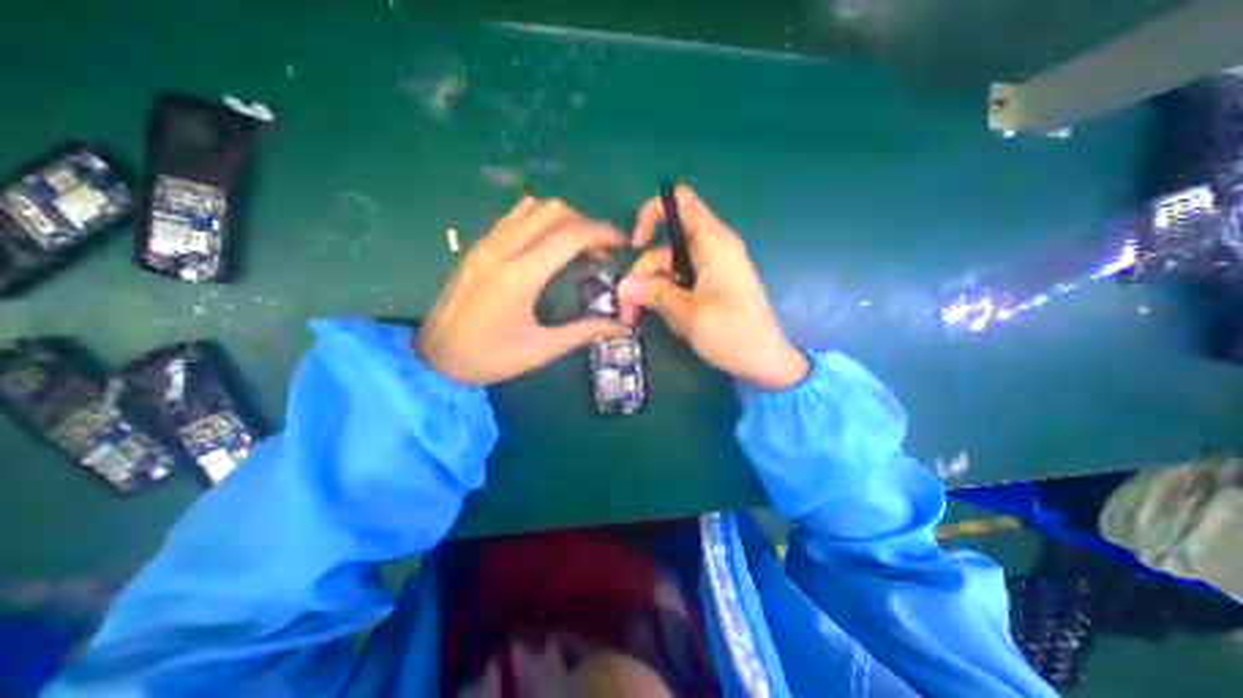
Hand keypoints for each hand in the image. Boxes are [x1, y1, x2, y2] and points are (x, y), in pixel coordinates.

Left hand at [419, 193, 632, 385]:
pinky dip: (539, 220)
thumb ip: (584, 332)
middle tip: (601, 249)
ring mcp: (486, 243)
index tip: (622, 243)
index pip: (570, 235)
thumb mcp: (541, 349)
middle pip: (554, 211)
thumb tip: (621, 327)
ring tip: (578, 245)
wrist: (434, 359)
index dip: (602, 233)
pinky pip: (514, 216)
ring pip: (532, 207)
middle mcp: (502, 249)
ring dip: (563, 219)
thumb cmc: (490, 358)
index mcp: (520, 276)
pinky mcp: (477, 246)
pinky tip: (548, 244)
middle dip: (586, 223)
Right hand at [619, 186, 812, 391]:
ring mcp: (710, 268)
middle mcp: (711, 249)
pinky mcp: (709, 285)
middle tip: (626, 309)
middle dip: (641, 274)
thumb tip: (623, 285)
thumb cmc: (733, 335)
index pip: (679, 202)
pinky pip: (678, 282)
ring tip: (639, 319)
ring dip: (650, 291)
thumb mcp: (689, 314)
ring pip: (667, 268)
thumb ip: (655, 294)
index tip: (636, 245)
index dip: (652, 213)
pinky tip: (667, 319)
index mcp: (713, 244)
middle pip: (664, 247)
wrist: (765, 361)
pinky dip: (666, 297)